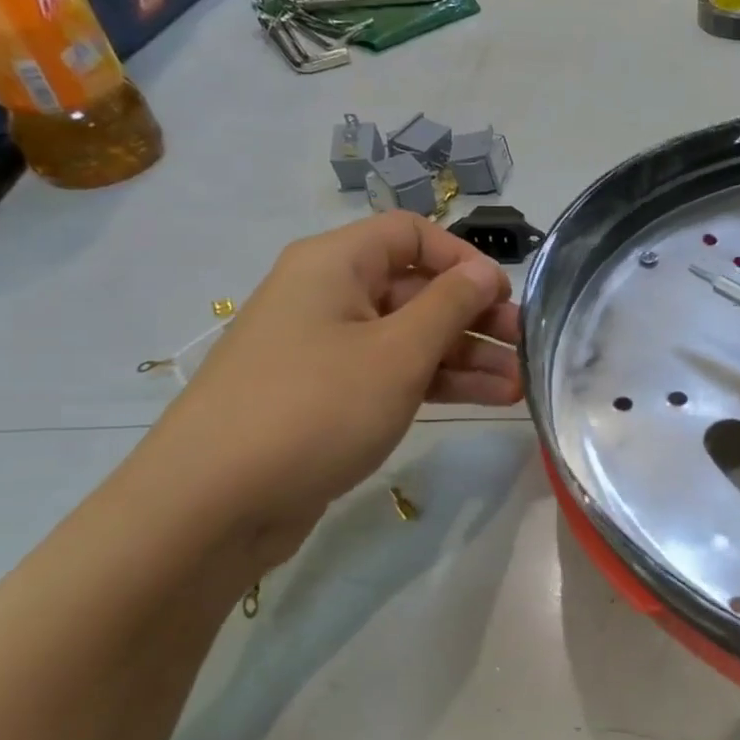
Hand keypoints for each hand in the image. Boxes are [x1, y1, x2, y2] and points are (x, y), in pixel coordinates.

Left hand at [125, 212, 520, 561]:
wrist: (212, 504)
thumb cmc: (315, 408)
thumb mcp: (397, 352)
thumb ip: (450, 305)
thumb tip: (484, 272)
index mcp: (334, 264)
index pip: (411, 235)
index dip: (463, 259)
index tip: (504, 298)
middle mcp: (328, 296)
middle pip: (415, 289)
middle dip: (475, 317)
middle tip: (526, 347)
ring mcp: (326, 349)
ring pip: (409, 338)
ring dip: (466, 357)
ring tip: (519, 386)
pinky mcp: (327, 397)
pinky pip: (392, 374)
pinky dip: (436, 383)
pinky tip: (486, 401)